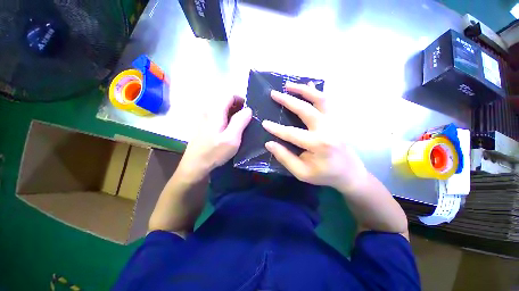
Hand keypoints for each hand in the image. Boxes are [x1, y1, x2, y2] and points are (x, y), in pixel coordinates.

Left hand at [177, 95, 251, 182]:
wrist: (195, 165)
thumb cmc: (214, 152)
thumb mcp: (232, 138)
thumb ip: (240, 121)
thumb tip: (248, 109)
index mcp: (215, 110)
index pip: (230, 95)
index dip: (242, 100)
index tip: (250, 112)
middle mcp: (209, 110)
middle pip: (226, 101)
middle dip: (239, 108)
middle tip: (247, 121)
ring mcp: (205, 118)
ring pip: (223, 109)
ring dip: (234, 114)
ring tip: (242, 126)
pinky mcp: (205, 125)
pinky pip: (219, 116)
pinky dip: (228, 119)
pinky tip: (231, 131)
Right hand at [262, 82, 367, 191]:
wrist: (349, 173)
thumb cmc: (325, 174)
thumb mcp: (302, 172)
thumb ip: (285, 158)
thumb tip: (269, 144)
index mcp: (318, 144)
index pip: (292, 133)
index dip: (276, 128)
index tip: (264, 123)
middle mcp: (327, 129)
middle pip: (306, 109)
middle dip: (288, 100)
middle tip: (274, 94)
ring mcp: (334, 122)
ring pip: (320, 99)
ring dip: (303, 90)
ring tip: (289, 85)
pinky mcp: (337, 119)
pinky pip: (327, 101)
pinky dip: (316, 91)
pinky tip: (308, 85)